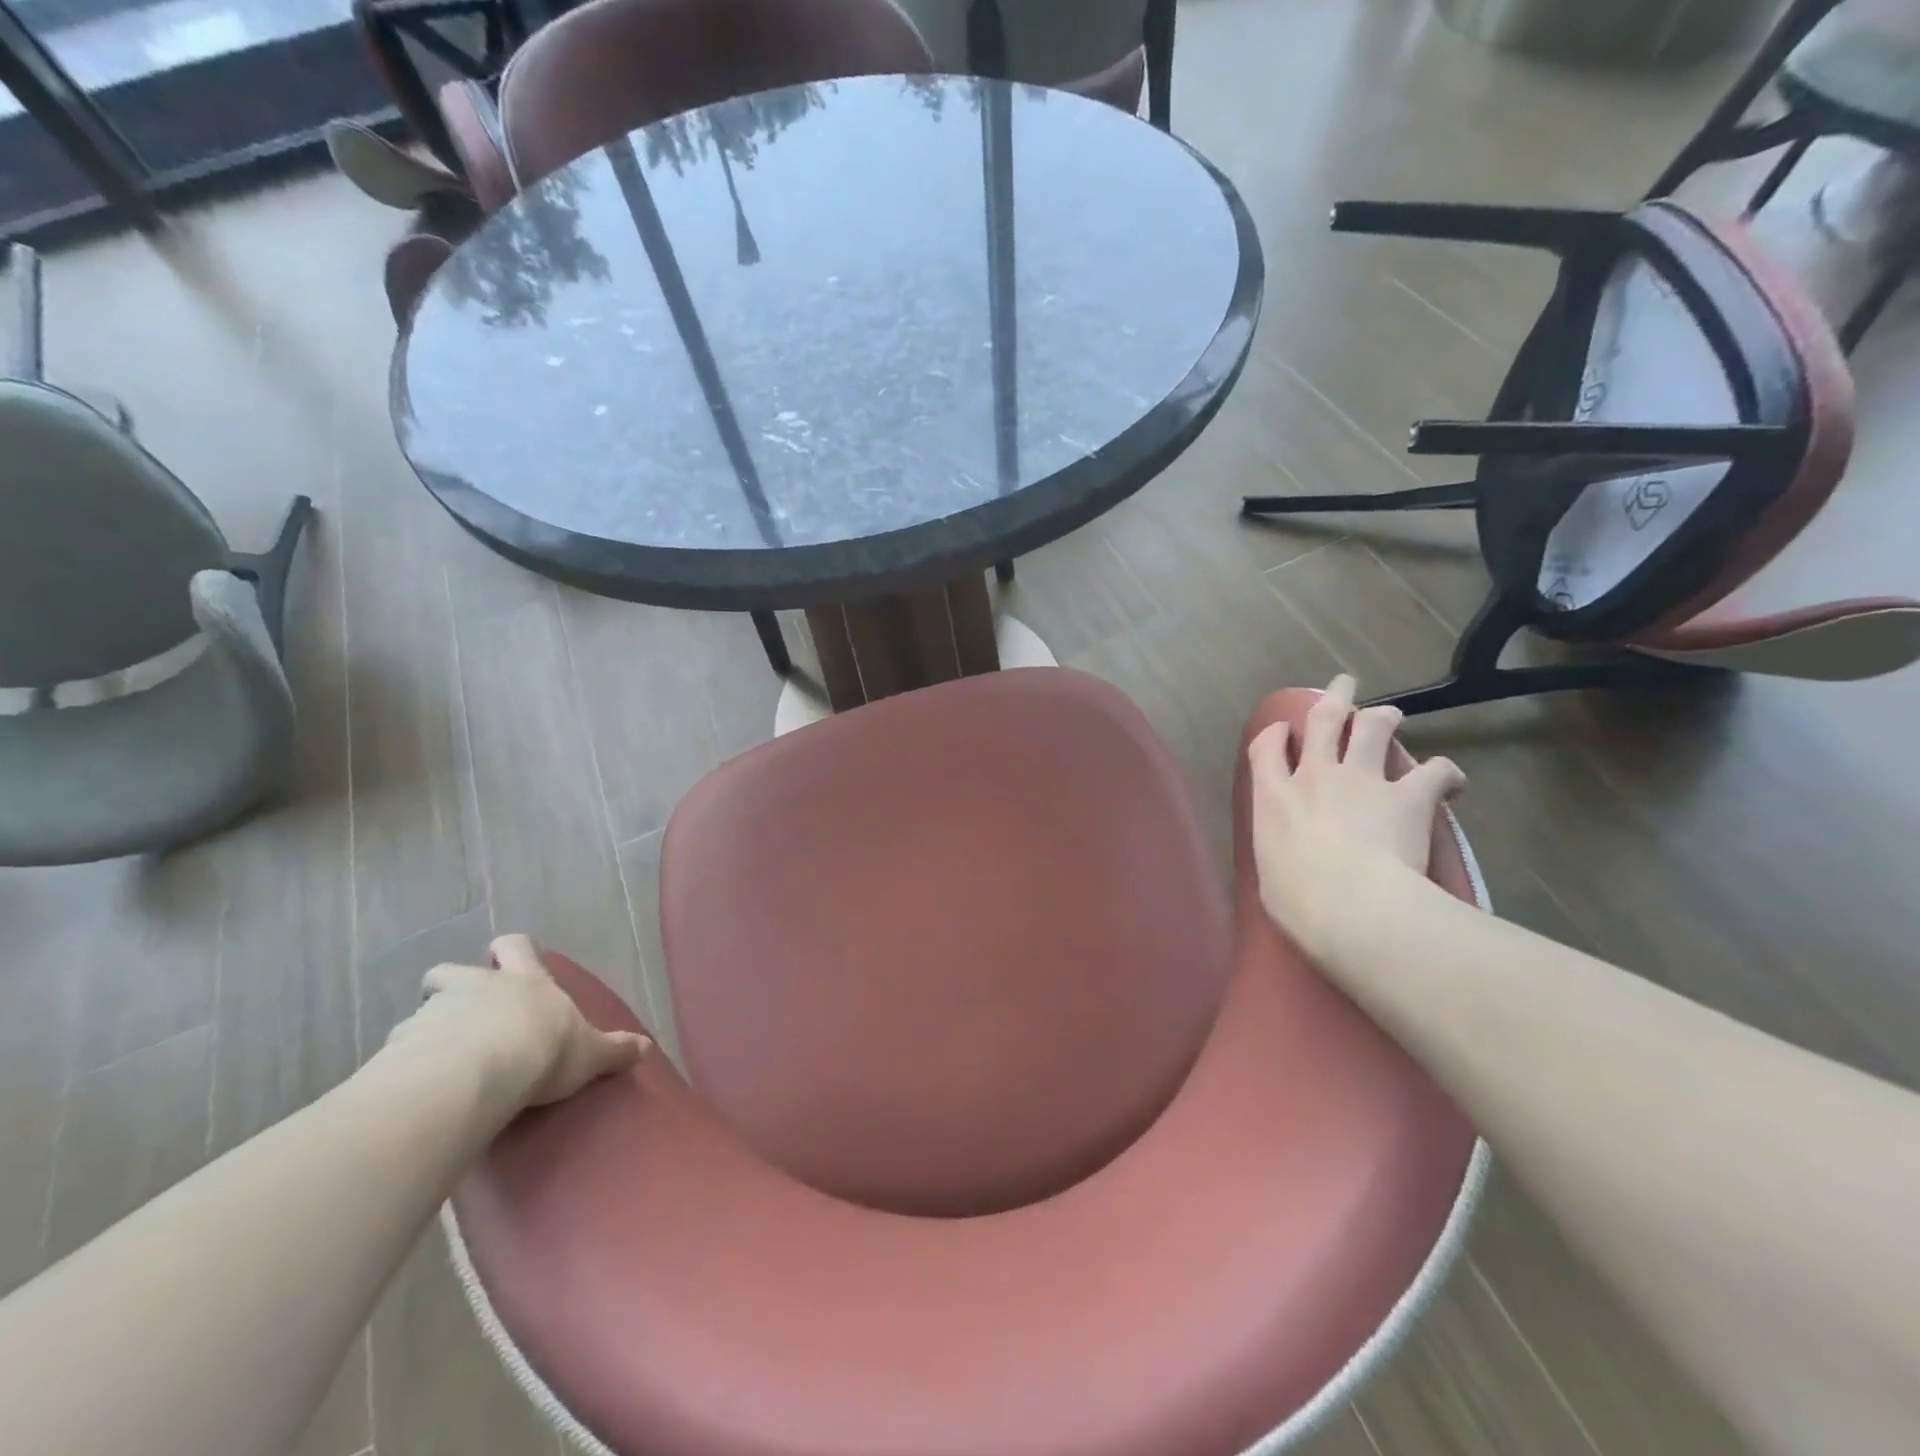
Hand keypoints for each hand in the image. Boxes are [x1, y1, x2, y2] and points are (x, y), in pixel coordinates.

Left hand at [387, 934, 648, 1108]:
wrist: (474, 1075)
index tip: (504, 960)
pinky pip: (398, 1055)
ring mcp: (432, 1015)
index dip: (509, 952)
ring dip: (427, 1033)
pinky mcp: (398, 1050)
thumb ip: (615, 1050)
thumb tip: (647, 1047)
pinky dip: (404, 1070)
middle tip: (460, 1014)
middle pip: (450, 972)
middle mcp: (475, 988)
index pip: (513, 947)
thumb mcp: (589, 1052)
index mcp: (523, 981)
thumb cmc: (542, 1049)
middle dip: (451, 986)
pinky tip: (416, 1094)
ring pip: (420, 1014)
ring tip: (437, 1066)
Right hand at [1248, 675, 1464, 955]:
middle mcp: (1315, 775)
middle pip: (1322, 720)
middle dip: (1332, 698)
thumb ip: (1278, 855)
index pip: (1266, 749)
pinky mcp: (1408, 796)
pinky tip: (1453, 784)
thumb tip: (1286, 864)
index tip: (1281, 731)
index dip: (1273, 735)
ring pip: (1373, 727)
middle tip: (1343, 685)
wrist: (1352, 907)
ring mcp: (1362, 780)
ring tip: (1390, 715)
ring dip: (1382, 717)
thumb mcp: (1270, 878)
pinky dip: (1445, 774)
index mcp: (1274, 797)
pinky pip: (1434, 771)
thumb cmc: (1298, 902)